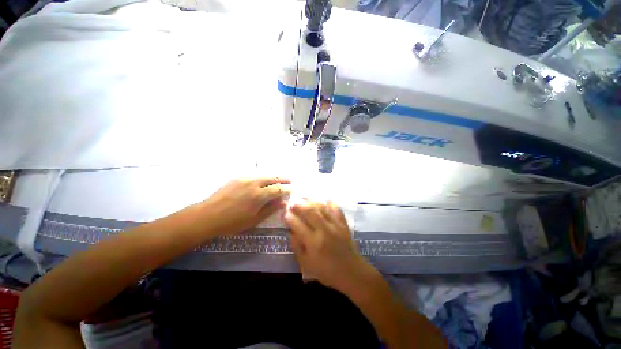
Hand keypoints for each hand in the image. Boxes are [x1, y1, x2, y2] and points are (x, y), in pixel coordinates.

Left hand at [197, 177, 290, 235]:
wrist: (208, 215)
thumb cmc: (232, 222)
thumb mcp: (254, 220)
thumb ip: (270, 209)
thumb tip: (283, 202)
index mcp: (259, 195)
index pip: (278, 189)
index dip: (287, 189)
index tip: (293, 189)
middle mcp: (254, 183)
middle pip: (273, 177)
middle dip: (283, 178)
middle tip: (290, 180)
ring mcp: (245, 178)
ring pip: (264, 174)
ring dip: (274, 176)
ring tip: (279, 179)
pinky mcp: (237, 177)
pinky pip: (254, 175)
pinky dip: (263, 177)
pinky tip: (264, 180)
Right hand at [284, 200, 376, 292]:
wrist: (352, 273)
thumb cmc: (327, 272)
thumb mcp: (307, 265)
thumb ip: (297, 247)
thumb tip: (290, 232)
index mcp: (313, 243)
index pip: (298, 225)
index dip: (289, 218)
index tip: (284, 213)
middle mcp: (324, 230)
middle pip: (309, 212)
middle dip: (299, 205)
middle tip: (292, 202)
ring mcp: (335, 225)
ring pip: (322, 208)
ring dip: (312, 201)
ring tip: (304, 197)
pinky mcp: (343, 224)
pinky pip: (336, 209)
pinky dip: (330, 202)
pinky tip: (325, 198)